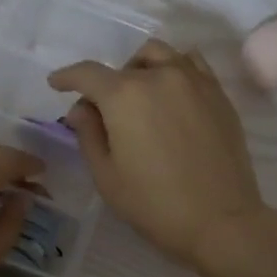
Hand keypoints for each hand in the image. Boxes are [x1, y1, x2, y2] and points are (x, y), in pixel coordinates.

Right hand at [49, 40, 267, 269]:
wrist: (220, 220)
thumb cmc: (154, 204)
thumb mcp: (107, 176)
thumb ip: (89, 135)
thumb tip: (81, 108)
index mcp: (125, 96)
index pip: (88, 73)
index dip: (67, 77)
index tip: (56, 84)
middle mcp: (160, 76)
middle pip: (125, 64)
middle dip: (108, 82)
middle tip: (105, 112)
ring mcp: (195, 81)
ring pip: (161, 55)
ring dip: (142, 68)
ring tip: (141, 97)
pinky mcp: (219, 94)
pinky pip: (192, 64)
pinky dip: (174, 69)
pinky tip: (172, 95)